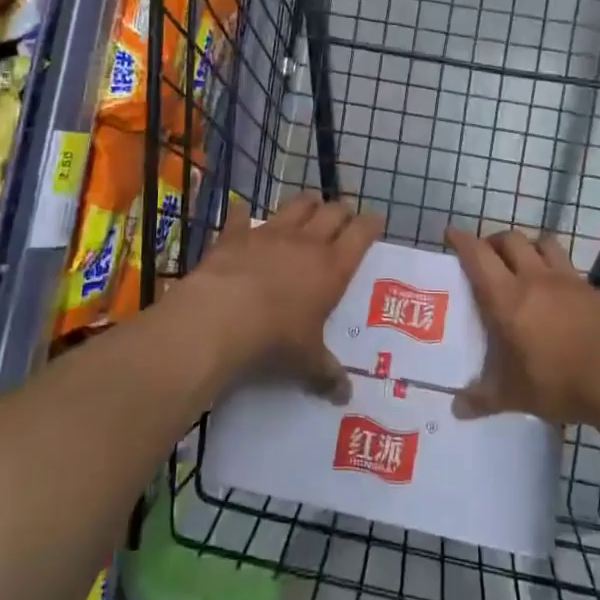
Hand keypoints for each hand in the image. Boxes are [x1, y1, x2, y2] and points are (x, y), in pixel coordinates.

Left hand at [186, 193, 381, 399]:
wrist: (222, 316)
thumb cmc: (275, 338)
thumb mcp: (306, 361)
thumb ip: (326, 373)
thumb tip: (344, 395)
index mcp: (332, 267)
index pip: (361, 234)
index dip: (371, 224)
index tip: (376, 220)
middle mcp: (306, 242)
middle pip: (333, 212)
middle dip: (343, 211)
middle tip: (346, 217)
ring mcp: (270, 233)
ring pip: (296, 204)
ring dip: (306, 203)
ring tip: (310, 206)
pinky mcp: (236, 234)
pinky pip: (243, 217)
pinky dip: (245, 216)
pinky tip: (243, 215)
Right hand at [446, 227, 599, 431]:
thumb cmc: (560, 383)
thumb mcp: (515, 396)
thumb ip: (483, 399)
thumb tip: (457, 409)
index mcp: (507, 298)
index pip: (478, 256)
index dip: (462, 240)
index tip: (451, 233)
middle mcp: (535, 279)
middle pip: (510, 240)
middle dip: (494, 241)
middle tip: (486, 255)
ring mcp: (569, 280)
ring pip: (543, 244)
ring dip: (528, 246)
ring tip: (523, 263)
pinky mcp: (595, 290)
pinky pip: (570, 269)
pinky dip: (558, 272)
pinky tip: (560, 296)